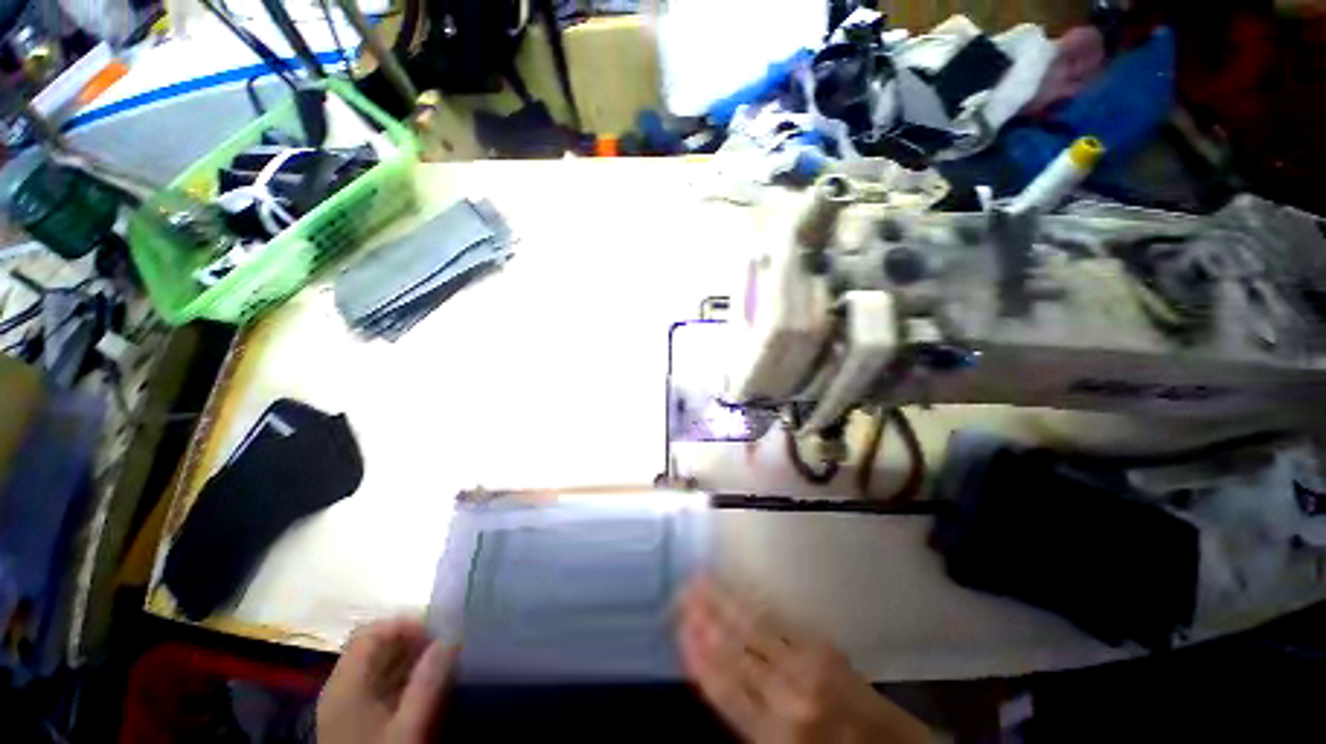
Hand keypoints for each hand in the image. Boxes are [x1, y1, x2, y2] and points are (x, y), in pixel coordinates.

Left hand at [317, 618, 457, 743]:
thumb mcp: (408, 726)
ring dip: (409, 660)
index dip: (404, 625)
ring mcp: (345, 706)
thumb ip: (427, 682)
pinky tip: (424, 688)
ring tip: (441, 665)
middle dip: (411, 642)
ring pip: (377, 667)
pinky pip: (378, 686)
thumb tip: (450, 638)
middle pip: (373, 648)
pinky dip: (402, 679)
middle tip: (445, 647)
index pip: (370, 633)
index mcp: (345, 684)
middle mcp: (340, 688)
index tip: (437, 631)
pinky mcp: (354, 721)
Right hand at [677, 578, 930, 743]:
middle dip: (705, 616)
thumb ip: (746, 715)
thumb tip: (711, 671)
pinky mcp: (823, 645)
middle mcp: (787, 693)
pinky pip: (779, 618)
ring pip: (753, 625)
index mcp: (774, 732)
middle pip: (734, 647)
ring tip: (700, 577)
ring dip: (723, 599)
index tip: (678, 625)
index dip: (698, 653)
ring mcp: (808, 663)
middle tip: (681, 588)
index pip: (723, 685)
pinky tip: (738, 588)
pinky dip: (752, 600)